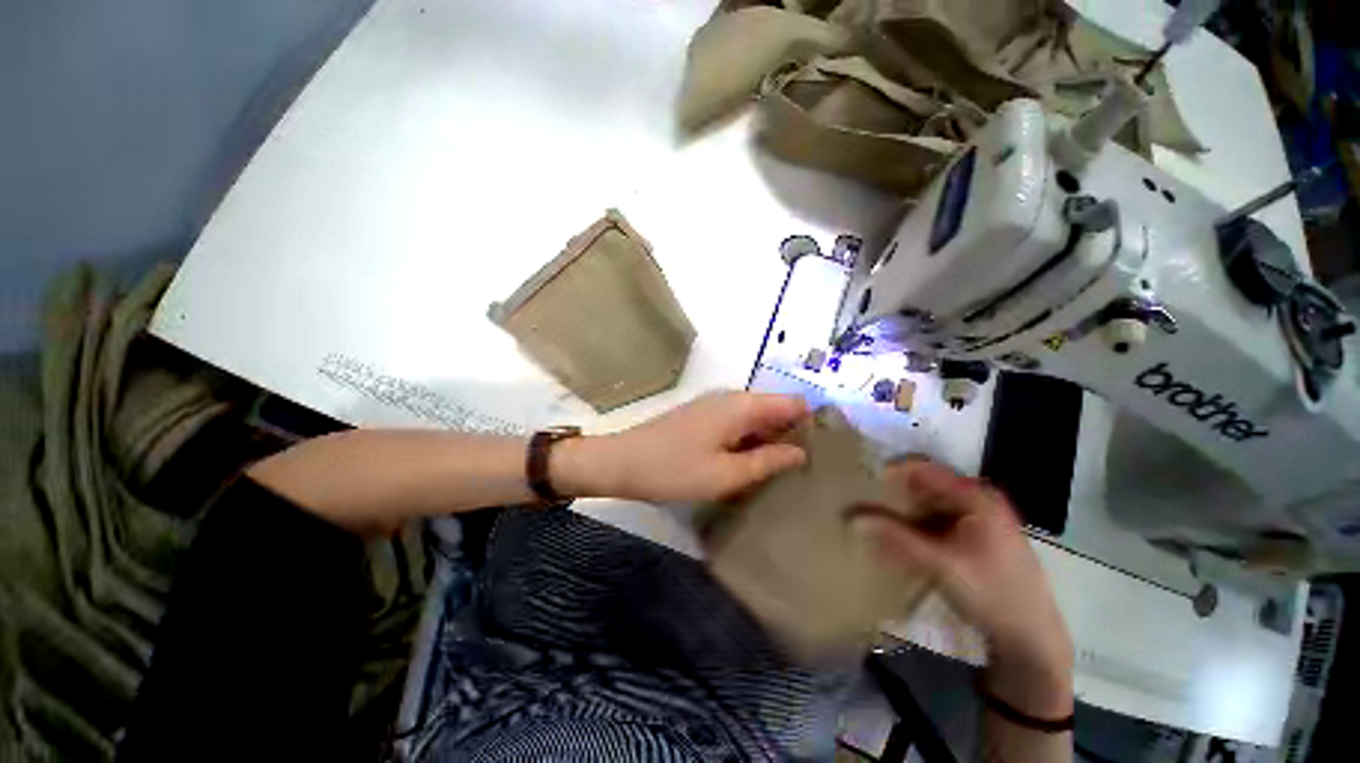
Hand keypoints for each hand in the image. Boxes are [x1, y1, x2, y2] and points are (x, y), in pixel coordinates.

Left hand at [553, 391, 810, 503]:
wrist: (622, 461)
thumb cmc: (674, 469)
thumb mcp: (726, 474)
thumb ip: (767, 461)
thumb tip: (800, 452)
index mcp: (742, 406)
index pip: (792, 403)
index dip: (813, 421)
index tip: (829, 448)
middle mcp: (732, 398)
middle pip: (775, 409)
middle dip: (793, 433)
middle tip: (811, 466)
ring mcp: (715, 406)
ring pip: (757, 418)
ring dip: (772, 438)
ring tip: (788, 469)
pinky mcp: (703, 417)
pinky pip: (738, 424)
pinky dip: (751, 439)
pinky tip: (755, 462)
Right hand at [858, 460, 1073, 715]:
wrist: (1032, 640)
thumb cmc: (992, 594)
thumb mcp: (940, 564)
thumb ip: (895, 537)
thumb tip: (852, 516)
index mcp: (976, 496)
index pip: (923, 469)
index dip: (890, 472)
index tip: (861, 482)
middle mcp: (977, 500)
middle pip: (924, 488)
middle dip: (892, 497)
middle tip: (863, 507)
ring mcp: (977, 519)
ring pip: (927, 507)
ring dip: (901, 517)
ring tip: (874, 528)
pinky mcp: (974, 538)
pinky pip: (935, 525)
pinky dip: (914, 532)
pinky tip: (897, 546)